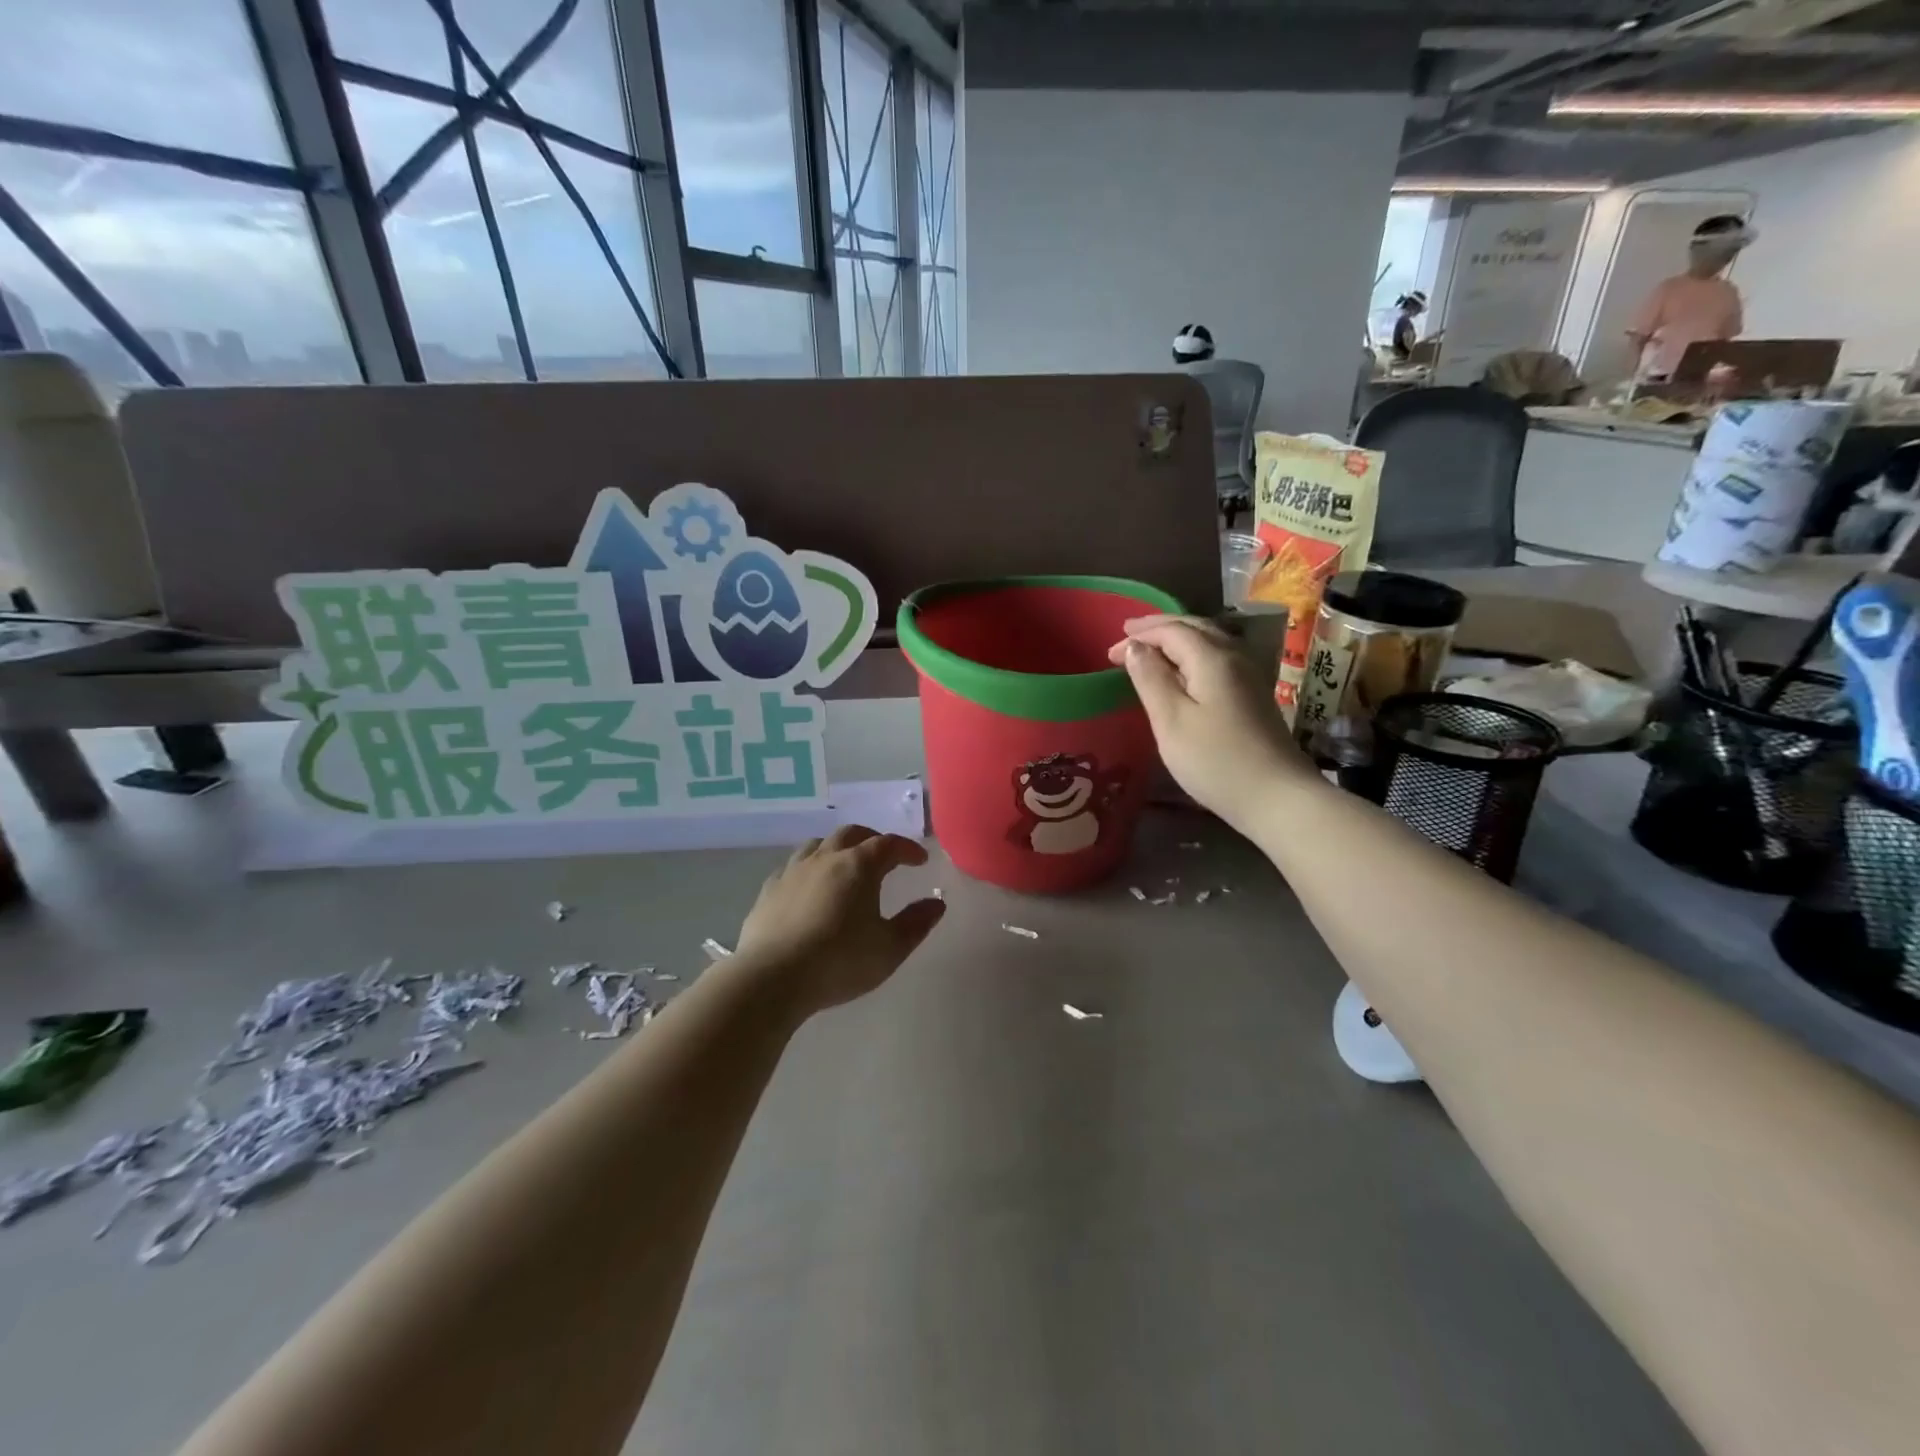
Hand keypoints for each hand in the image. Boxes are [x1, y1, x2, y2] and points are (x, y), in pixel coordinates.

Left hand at [731, 826, 944, 1015]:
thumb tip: (936, 903)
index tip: (920, 860)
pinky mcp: (768, 890)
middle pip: (851, 834)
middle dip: (872, 840)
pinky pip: (792, 867)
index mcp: (859, 866)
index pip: (888, 844)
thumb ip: (916, 923)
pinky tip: (808, 887)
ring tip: (845, 865)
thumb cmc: (839, 962)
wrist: (771, 978)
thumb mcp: (890, 949)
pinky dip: (808, 869)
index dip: (907, 848)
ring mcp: (792, 871)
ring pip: (818, 844)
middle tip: (884, 856)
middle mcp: (825, 858)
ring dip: (837, 848)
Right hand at [1107, 615, 1313, 830]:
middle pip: (1194, 627)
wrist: (1277, 796)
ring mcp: (1249, 675)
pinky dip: (1193, 654)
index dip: (1139, 636)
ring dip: (1177, 638)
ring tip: (1151, 648)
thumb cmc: (1215, 760)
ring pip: (1209, 640)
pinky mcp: (1253, 694)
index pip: (1171, 630)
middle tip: (1127, 637)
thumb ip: (1150, 679)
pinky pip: (1218, 658)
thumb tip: (1135, 647)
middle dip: (1158, 629)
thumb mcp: (1171, 720)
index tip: (1108, 654)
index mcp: (1212, 658)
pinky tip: (1183, 670)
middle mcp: (1234, 656)